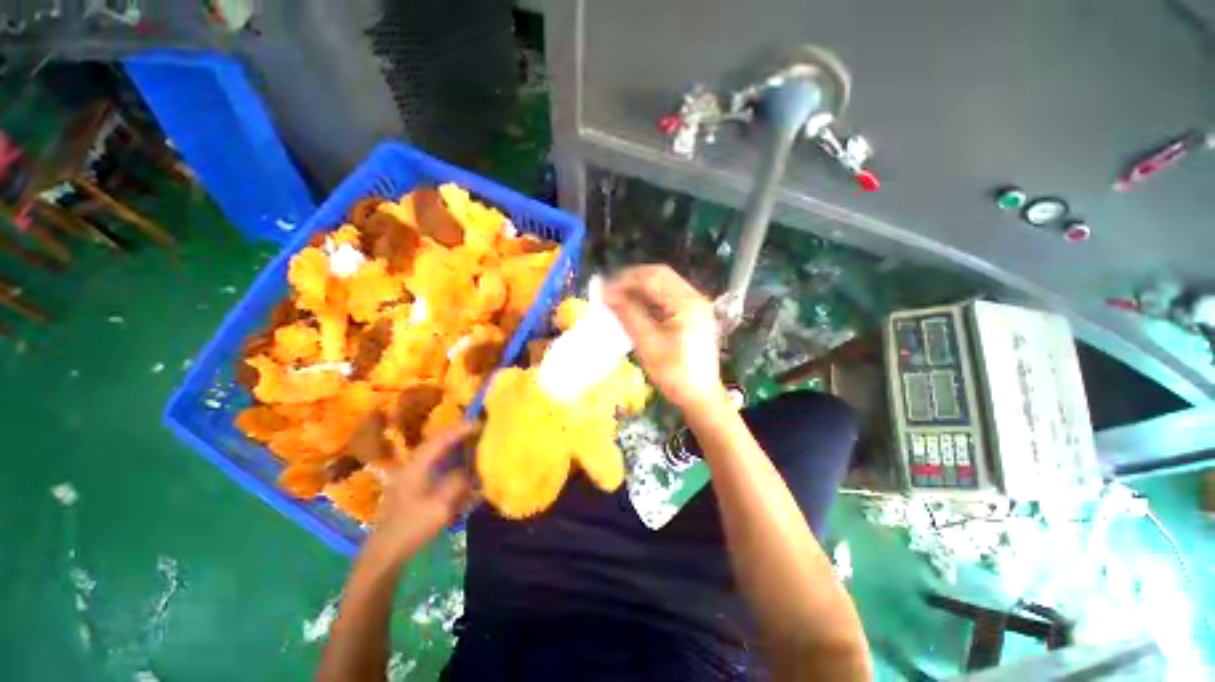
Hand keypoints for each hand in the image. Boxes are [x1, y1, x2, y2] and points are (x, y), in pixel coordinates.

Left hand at [369, 424, 474, 560]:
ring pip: (433, 451)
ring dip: (452, 445)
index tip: (481, 424)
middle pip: (436, 441)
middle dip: (458, 433)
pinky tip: (457, 463)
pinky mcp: (410, 485)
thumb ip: (458, 482)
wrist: (385, 553)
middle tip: (478, 430)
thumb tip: (472, 468)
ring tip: (471, 442)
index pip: (441, 439)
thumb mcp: (441, 506)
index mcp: (416, 466)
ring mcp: (408, 475)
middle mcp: (411, 465)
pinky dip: (446, 457)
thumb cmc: (412, 528)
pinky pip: (431, 462)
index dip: (462, 429)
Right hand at [604, 265, 724, 411]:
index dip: (626, 280)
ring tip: (617, 300)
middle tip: (610, 292)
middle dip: (632, 281)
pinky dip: (648, 301)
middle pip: (660, 277)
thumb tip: (607, 294)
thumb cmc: (674, 374)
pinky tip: (633, 309)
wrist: (700, 397)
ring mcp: (695, 307)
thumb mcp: (648, 344)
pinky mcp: (692, 316)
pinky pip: (667, 299)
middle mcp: (694, 298)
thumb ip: (628, 315)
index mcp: (687, 303)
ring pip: (663, 286)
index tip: (604, 289)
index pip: (653, 277)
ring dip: (640, 290)